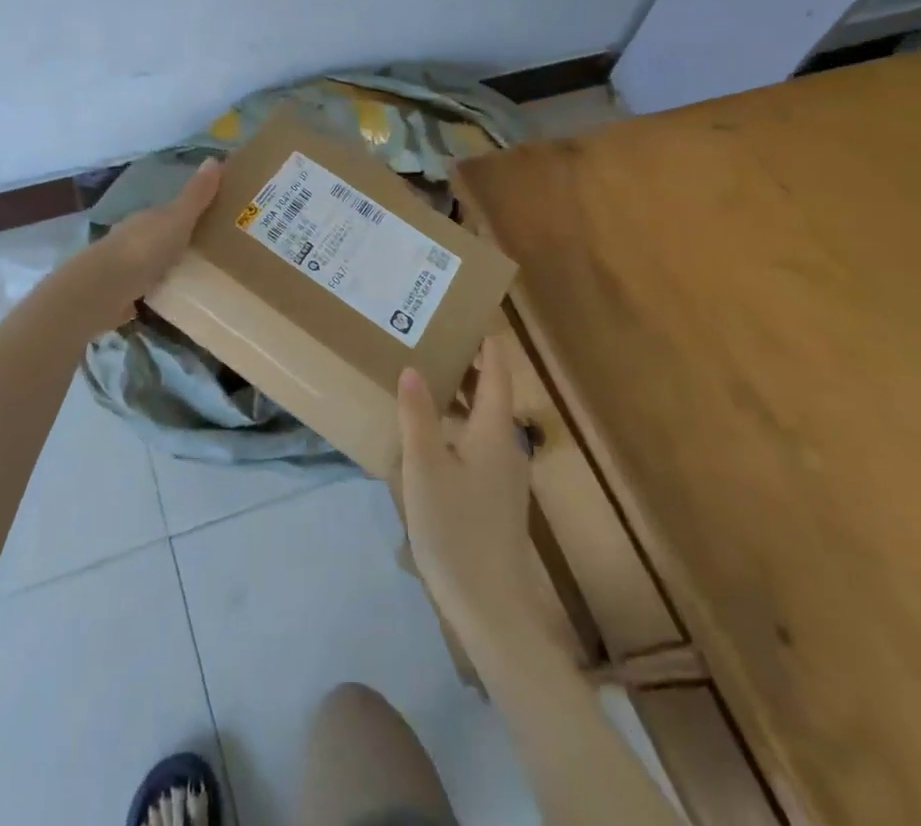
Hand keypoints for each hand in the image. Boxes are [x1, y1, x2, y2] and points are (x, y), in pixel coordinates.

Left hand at [89, 159, 221, 319]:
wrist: (104, 290)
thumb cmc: (144, 248)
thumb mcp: (177, 219)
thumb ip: (196, 195)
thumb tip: (214, 158)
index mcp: (148, 218)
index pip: (173, 211)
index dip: (194, 213)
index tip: (219, 221)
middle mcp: (135, 238)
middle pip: (165, 237)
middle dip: (185, 243)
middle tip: (220, 253)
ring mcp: (127, 268)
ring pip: (157, 264)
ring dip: (174, 268)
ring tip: (206, 280)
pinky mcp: (124, 296)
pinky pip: (150, 290)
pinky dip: (163, 292)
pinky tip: (180, 300)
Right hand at [396, 339, 544, 644]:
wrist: (491, 606)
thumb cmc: (455, 528)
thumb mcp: (425, 466)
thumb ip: (418, 415)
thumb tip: (414, 369)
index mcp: (496, 429)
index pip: (497, 370)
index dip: (486, 341)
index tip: (467, 314)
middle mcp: (507, 445)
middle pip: (492, 392)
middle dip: (467, 365)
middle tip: (431, 340)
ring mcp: (504, 473)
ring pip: (485, 419)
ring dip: (461, 396)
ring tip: (425, 379)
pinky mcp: (496, 496)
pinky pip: (479, 443)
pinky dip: (459, 424)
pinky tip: (430, 435)